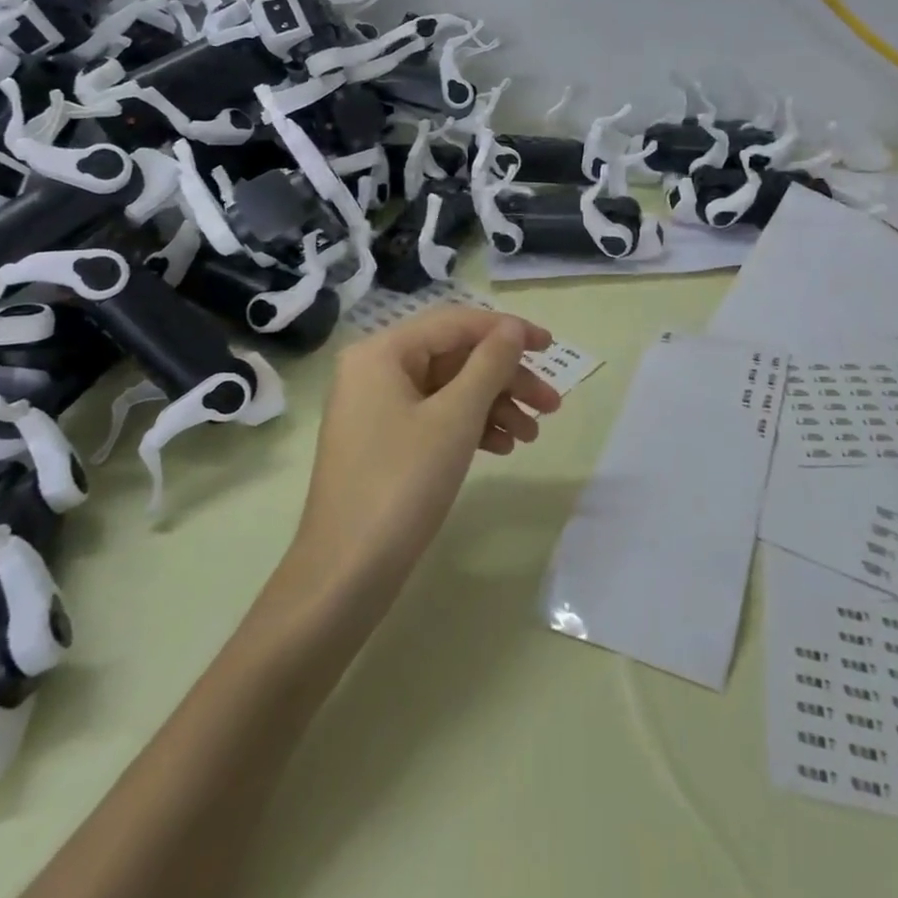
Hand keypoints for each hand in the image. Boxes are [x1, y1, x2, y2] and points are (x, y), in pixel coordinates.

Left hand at [290, 307, 561, 592]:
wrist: (346, 574)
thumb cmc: (402, 483)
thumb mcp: (455, 417)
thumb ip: (489, 364)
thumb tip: (513, 329)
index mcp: (382, 352)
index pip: (457, 323)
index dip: (508, 330)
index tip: (552, 348)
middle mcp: (376, 370)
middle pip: (456, 357)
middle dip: (506, 378)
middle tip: (551, 405)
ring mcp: (377, 408)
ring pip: (450, 390)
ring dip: (495, 406)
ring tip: (532, 435)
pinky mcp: (384, 441)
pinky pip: (436, 417)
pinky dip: (471, 427)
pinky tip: (502, 447)